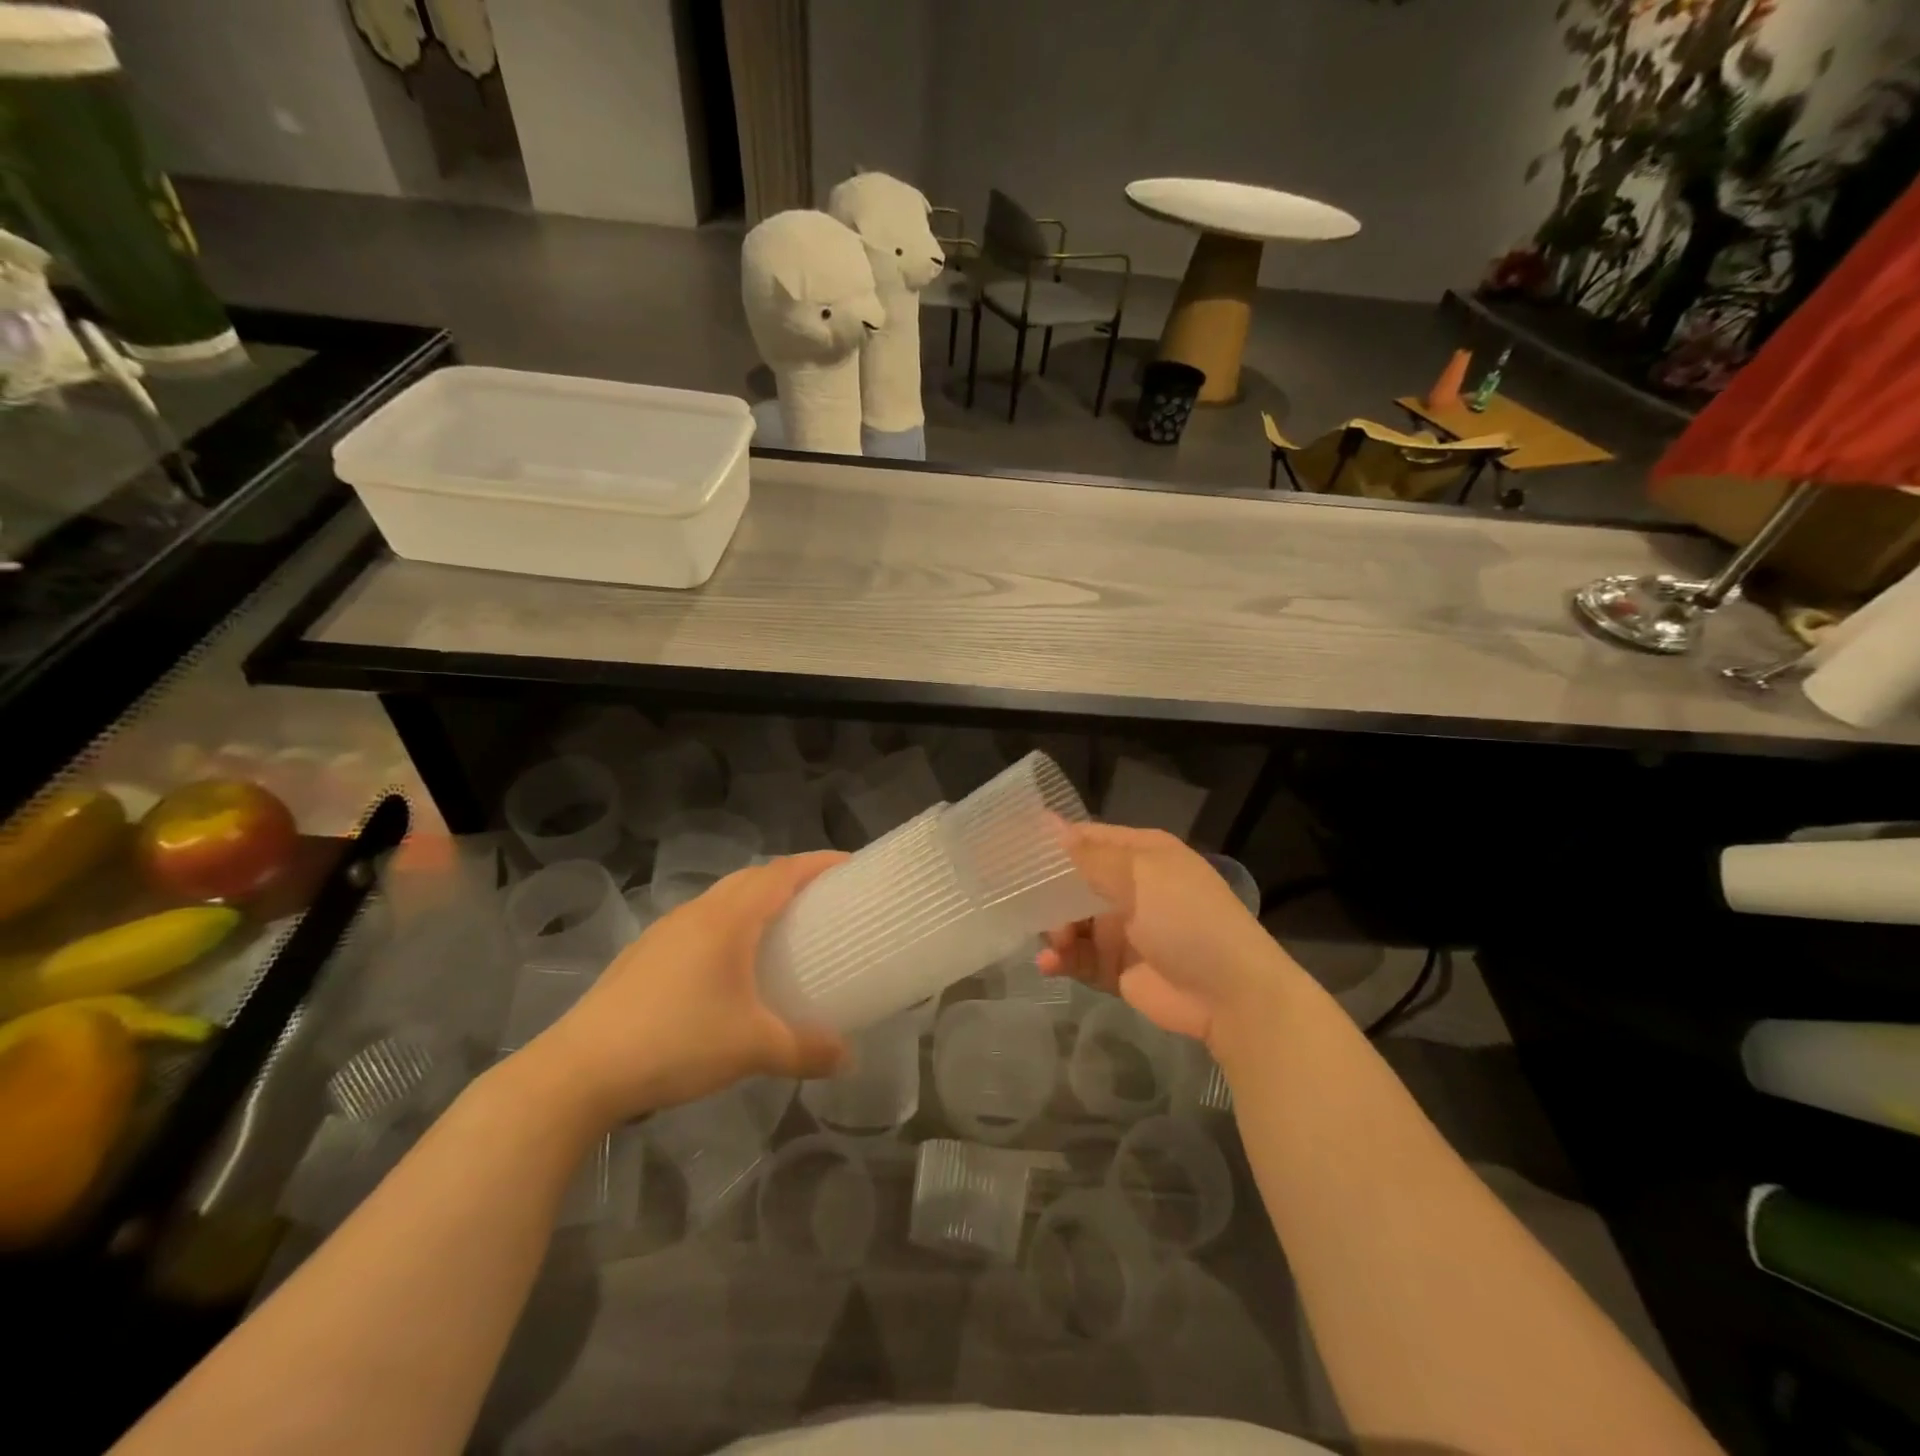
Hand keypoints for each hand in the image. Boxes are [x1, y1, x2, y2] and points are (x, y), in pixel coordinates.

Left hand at [525, 853, 847, 1126]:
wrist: (579, 1072)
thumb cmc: (676, 1043)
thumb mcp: (753, 1048)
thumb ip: (806, 1050)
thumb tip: (849, 1059)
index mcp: (728, 919)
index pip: (782, 873)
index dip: (818, 862)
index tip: (850, 865)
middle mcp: (697, 913)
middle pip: (752, 877)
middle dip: (790, 878)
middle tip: (822, 898)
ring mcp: (664, 932)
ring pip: (721, 899)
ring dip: (755, 901)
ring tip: (780, 929)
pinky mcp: (643, 956)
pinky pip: (699, 924)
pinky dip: (727, 926)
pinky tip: (728, 967)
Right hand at [1038, 823, 1300, 1049]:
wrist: (1231, 996)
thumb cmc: (1187, 920)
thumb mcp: (1141, 876)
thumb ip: (1090, 856)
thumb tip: (1047, 824)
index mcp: (1141, 854)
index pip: (1087, 839)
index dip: (1053, 844)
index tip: (1014, 852)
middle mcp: (1130, 887)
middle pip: (1073, 883)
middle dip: (1049, 895)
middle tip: (1029, 907)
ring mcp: (1123, 929)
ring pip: (1071, 921)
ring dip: (1055, 930)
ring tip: (1055, 943)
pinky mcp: (1115, 968)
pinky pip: (1078, 958)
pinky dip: (1062, 960)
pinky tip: (1049, 965)